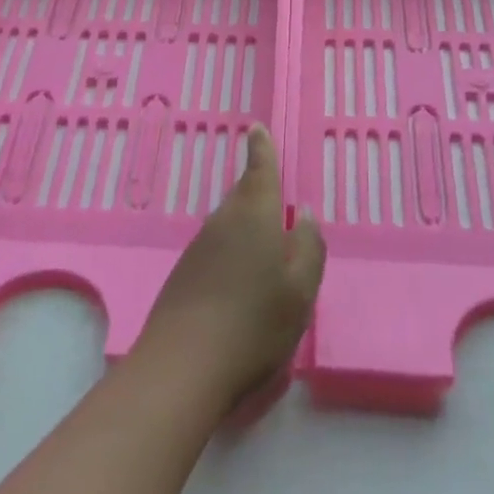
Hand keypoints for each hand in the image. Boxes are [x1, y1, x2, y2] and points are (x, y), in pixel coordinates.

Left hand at [135, 126, 325, 412]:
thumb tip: (305, 214)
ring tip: (264, 240)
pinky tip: (239, 276)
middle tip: (271, 188)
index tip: (257, 128)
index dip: (261, 149)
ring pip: (228, 222)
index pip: (259, 170)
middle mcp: (222, 222)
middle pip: (242, 195)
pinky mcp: (184, 273)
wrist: (184, 365)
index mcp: (254, 216)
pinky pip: (216, 246)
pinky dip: (231, 249)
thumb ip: (309, 247)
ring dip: (245, 223)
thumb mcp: (301, 290)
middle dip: (256, 188)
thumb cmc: (255, 323)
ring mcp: (198, 248)